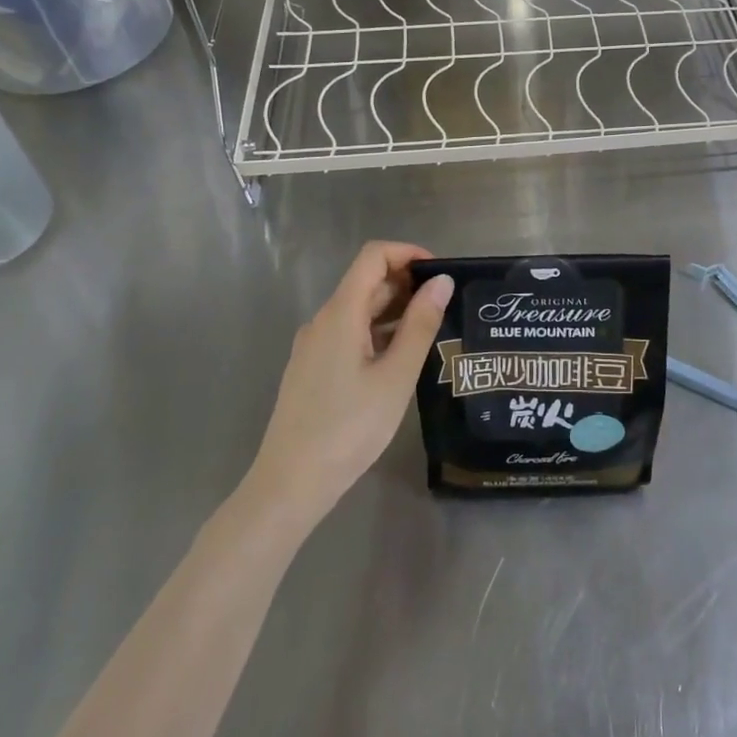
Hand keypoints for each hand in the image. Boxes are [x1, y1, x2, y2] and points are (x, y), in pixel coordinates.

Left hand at [248, 242, 453, 523]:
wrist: (291, 483)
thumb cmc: (350, 428)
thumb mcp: (396, 376)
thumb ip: (420, 325)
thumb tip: (442, 282)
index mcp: (340, 313)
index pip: (373, 256)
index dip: (408, 253)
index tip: (440, 274)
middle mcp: (322, 320)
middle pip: (366, 281)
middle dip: (406, 283)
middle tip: (445, 307)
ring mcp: (313, 345)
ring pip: (358, 310)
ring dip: (394, 309)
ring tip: (430, 332)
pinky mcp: (312, 368)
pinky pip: (348, 333)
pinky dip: (377, 332)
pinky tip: (399, 358)